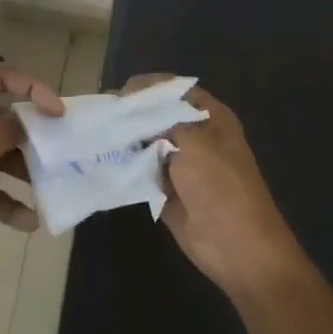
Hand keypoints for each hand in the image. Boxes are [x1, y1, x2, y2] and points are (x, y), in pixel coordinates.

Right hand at [121, 75, 303, 294]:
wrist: (236, 245)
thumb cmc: (221, 186)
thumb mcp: (194, 143)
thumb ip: (164, 123)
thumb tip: (136, 116)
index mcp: (212, 118)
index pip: (177, 91)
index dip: (150, 87)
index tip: (120, 92)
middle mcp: (197, 137)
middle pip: (159, 117)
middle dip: (132, 115)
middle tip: (102, 115)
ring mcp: (182, 165)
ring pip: (148, 145)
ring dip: (126, 142)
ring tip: (96, 135)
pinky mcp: (168, 191)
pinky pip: (143, 173)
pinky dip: (126, 167)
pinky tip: (103, 160)